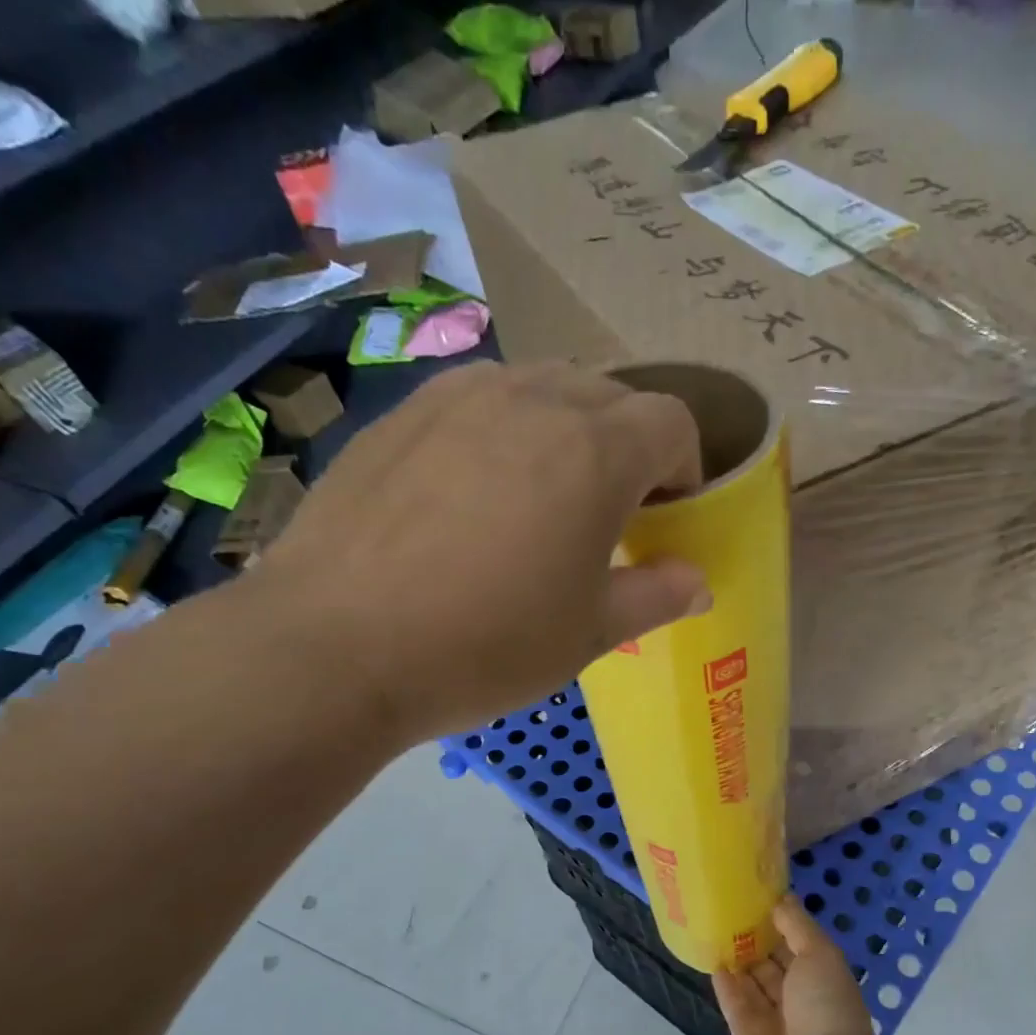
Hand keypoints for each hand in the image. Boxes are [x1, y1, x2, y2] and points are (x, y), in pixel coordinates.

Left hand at [260, 361, 710, 740]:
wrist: (337, 647)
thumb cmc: (488, 645)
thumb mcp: (589, 633)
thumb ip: (655, 596)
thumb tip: (698, 582)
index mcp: (595, 451)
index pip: (671, 422)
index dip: (685, 467)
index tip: (667, 517)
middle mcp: (533, 400)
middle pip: (610, 395)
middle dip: (629, 446)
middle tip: (609, 511)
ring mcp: (458, 396)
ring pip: (541, 388)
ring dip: (565, 430)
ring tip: (542, 496)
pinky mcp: (402, 413)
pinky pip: (477, 401)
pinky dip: (501, 431)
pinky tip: (472, 494)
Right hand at [714, 898, 883, 1034]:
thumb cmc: (827, 1005)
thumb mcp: (820, 953)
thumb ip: (798, 925)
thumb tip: (782, 898)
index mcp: (820, 977)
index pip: (795, 944)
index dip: (778, 922)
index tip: (755, 897)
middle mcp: (796, 997)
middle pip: (770, 963)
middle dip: (753, 940)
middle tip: (727, 909)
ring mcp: (770, 1018)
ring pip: (750, 983)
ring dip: (736, 959)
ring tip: (713, 929)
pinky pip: (733, 1004)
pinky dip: (724, 984)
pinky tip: (712, 960)